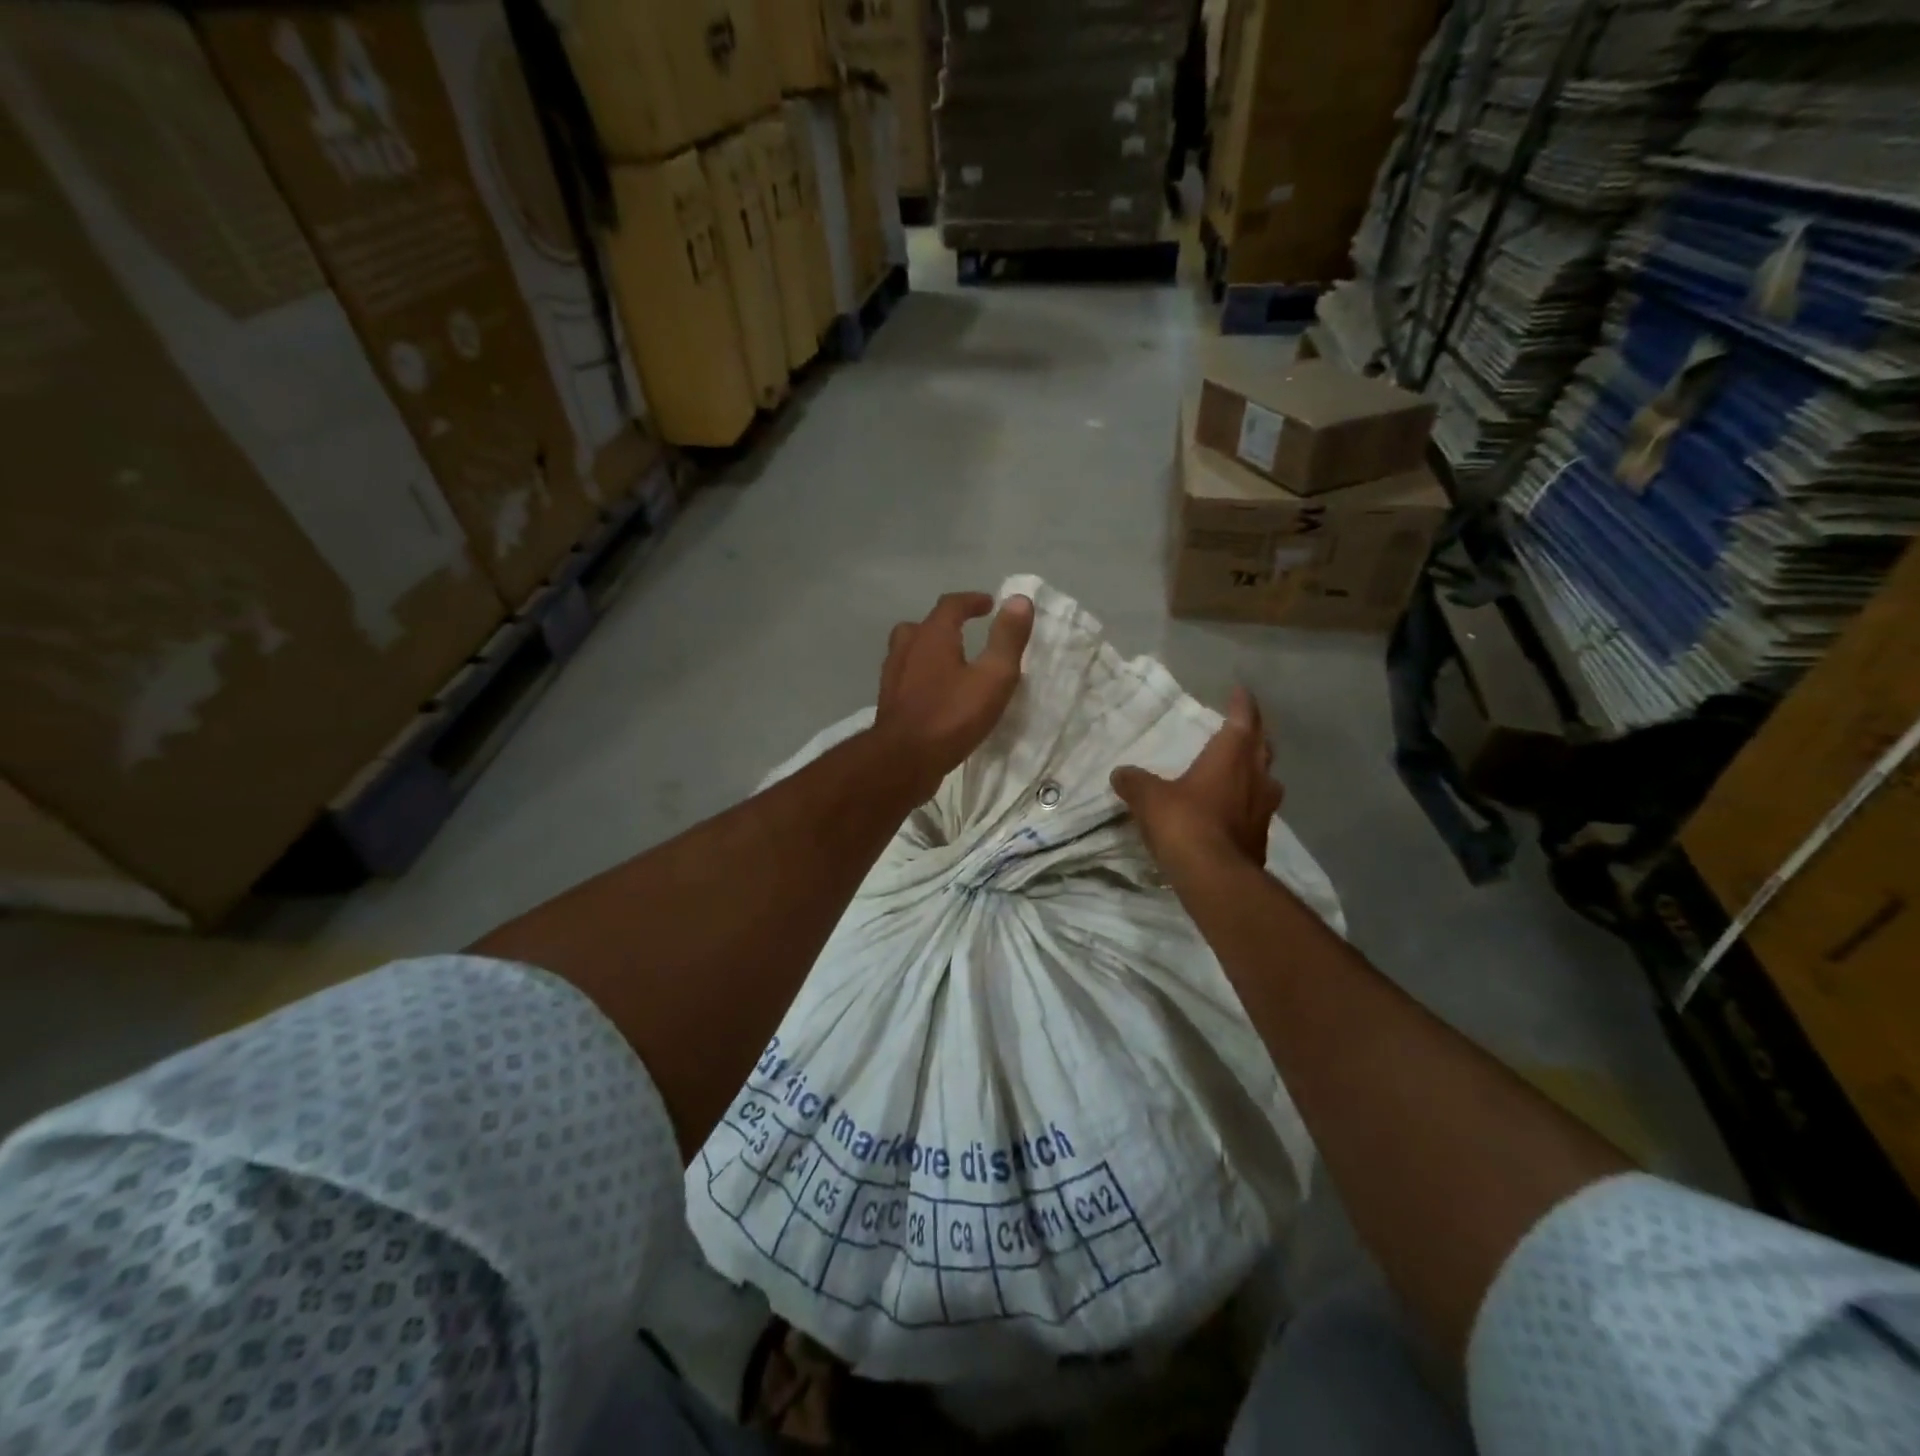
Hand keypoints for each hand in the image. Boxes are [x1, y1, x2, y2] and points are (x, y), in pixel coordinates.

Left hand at [874, 592, 1034, 796]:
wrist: (904, 760)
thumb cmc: (952, 716)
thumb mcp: (993, 677)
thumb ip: (1007, 639)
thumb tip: (1019, 600)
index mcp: (932, 636)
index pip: (951, 605)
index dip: (972, 601)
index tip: (990, 604)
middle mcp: (907, 649)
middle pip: (922, 625)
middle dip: (945, 624)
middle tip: (965, 632)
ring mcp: (893, 677)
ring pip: (908, 651)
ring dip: (928, 649)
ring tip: (950, 663)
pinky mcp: (889, 703)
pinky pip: (906, 678)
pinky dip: (920, 676)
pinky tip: (935, 694)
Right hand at [1111, 686, 1281, 868]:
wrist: (1215, 878)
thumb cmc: (1184, 823)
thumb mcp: (1149, 798)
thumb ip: (1135, 782)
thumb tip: (1121, 773)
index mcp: (1231, 757)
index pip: (1243, 720)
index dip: (1242, 704)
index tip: (1241, 692)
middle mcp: (1256, 778)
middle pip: (1262, 748)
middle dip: (1253, 737)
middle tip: (1242, 731)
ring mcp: (1263, 810)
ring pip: (1266, 781)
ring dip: (1256, 773)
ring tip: (1242, 773)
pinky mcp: (1261, 838)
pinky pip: (1257, 811)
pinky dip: (1247, 805)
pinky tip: (1232, 812)